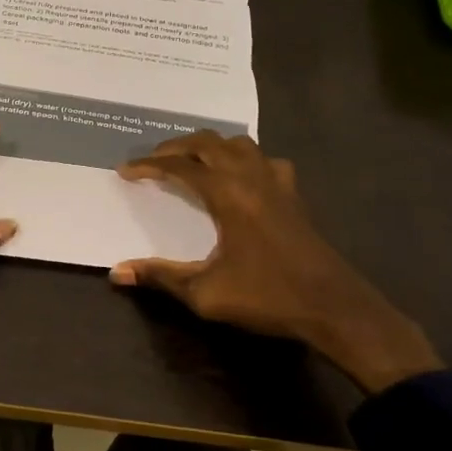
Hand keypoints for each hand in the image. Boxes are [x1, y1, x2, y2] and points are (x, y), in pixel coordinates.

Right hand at [111, 131, 439, 393]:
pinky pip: (264, 160)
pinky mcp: (294, 195)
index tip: (126, 170)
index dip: (149, 164)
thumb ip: (161, 277)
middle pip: (208, 142)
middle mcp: (251, 177)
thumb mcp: (206, 293)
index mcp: (228, 194)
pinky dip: (244, 159)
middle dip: (176, 146)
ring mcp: (277, 182)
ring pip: (238, 144)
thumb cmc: (267, 297)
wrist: (334, 308)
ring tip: (191, 162)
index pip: (180, 166)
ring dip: (210, 146)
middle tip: (153, 161)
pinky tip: (240, 178)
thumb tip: (117, 272)